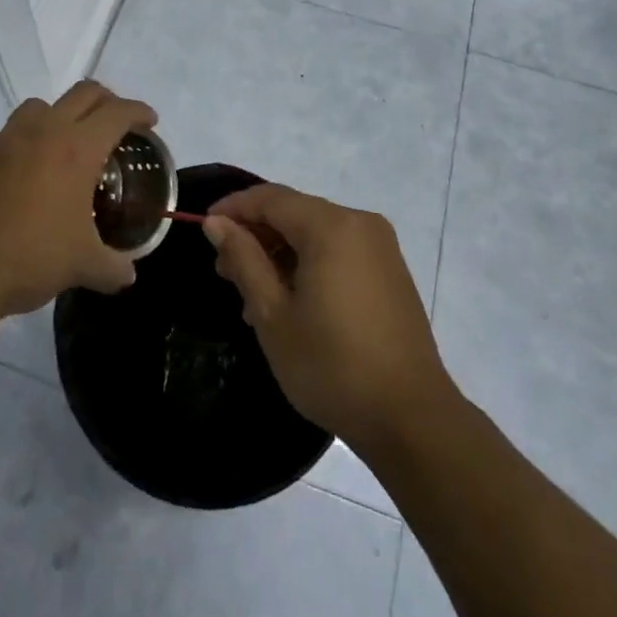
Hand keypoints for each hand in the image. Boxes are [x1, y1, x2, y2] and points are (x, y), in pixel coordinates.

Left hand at [0, 81, 154, 318]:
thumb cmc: (31, 257)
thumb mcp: (83, 265)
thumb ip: (113, 266)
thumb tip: (128, 274)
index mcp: (77, 148)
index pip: (117, 112)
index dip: (139, 111)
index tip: (149, 121)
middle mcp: (43, 131)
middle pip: (83, 93)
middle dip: (107, 101)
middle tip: (116, 124)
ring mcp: (6, 140)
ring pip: (41, 105)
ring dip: (62, 114)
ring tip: (68, 143)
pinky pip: (11, 134)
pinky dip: (28, 142)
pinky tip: (28, 175)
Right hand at [204, 185, 452, 455]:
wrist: (411, 418)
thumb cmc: (333, 366)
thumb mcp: (273, 315)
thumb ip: (244, 260)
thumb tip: (217, 223)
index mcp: (331, 226)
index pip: (271, 198)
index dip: (235, 208)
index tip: (204, 228)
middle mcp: (359, 222)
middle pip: (295, 212)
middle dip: (257, 235)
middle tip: (225, 272)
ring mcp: (380, 246)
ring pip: (316, 232)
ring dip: (281, 253)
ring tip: (253, 297)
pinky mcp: (390, 270)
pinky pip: (338, 250)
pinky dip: (309, 263)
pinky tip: (291, 302)